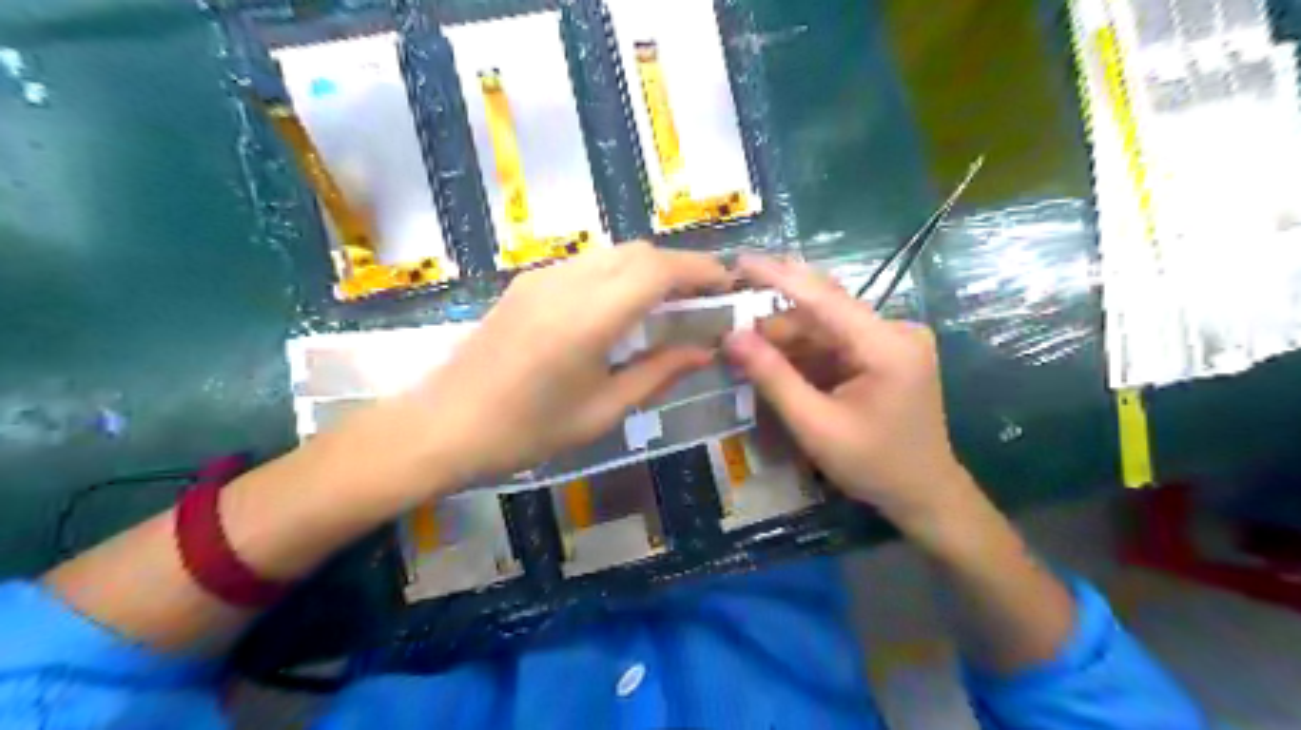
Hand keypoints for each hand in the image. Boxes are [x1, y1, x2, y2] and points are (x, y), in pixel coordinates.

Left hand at [412, 243, 730, 484]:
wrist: (444, 426)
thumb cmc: (527, 431)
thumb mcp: (602, 411)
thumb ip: (658, 374)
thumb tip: (704, 352)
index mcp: (590, 317)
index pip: (658, 270)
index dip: (700, 270)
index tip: (727, 286)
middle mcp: (567, 283)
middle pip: (638, 252)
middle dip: (679, 266)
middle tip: (703, 298)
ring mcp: (542, 277)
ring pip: (612, 253)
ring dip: (648, 267)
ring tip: (669, 302)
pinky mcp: (526, 283)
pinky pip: (586, 264)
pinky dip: (618, 273)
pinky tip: (621, 307)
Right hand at [727, 256, 970, 529]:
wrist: (925, 494)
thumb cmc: (874, 465)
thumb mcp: (816, 426)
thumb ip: (773, 377)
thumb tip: (731, 337)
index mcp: (887, 345)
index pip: (823, 297)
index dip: (777, 277)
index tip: (739, 260)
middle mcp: (896, 330)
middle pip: (824, 310)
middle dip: (776, 321)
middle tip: (732, 331)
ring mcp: (895, 340)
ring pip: (827, 326)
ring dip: (788, 339)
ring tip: (748, 353)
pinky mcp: (888, 352)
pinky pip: (838, 341)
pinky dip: (807, 352)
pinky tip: (780, 363)